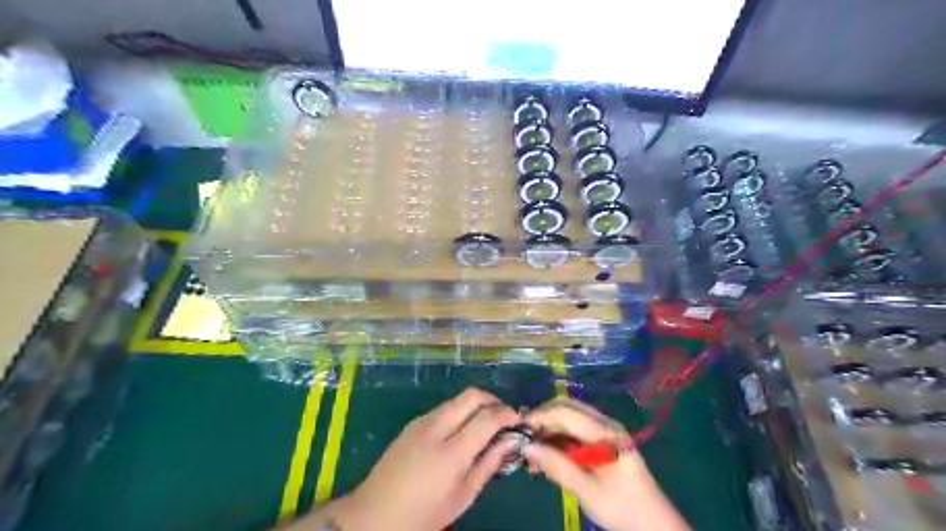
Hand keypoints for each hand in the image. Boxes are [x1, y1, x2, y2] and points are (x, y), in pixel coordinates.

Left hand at [334, 386, 525, 529]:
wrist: (373, 515)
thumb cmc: (423, 514)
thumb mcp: (463, 496)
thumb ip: (489, 463)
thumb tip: (511, 440)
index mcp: (451, 451)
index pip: (488, 416)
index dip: (508, 414)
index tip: (518, 421)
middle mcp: (437, 427)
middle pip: (472, 395)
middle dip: (493, 400)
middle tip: (504, 418)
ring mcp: (421, 422)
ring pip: (457, 399)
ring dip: (475, 405)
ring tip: (485, 426)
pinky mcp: (412, 423)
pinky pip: (443, 408)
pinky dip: (459, 412)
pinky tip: (462, 431)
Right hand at [520, 398, 692, 529]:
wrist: (655, 528)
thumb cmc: (624, 509)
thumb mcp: (587, 490)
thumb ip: (557, 465)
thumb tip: (527, 446)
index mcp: (604, 430)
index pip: (565, 410)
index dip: (539, 416)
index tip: (519, 431)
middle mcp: (603, 425)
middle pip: (565, 411)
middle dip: (542, 423)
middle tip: (523, 442)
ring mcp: (602, 434)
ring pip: (567, 423)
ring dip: (548, 435)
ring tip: (531, 458)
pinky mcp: (600, 446)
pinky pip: (573, 436)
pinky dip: (557, 445)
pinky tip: (546, 463)